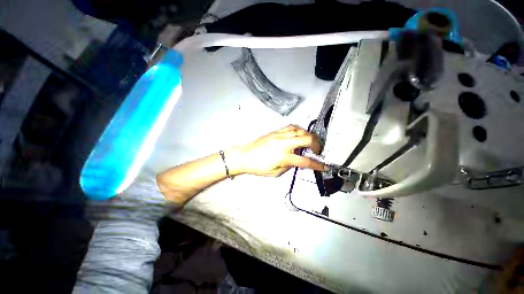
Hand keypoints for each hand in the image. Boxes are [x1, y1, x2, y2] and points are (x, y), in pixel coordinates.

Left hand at [229, 125, 325, 176]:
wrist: (245, 156)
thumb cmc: (258, 167)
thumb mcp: (276, 172)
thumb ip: (290, 166)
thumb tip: (298, 160)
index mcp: (283, 156)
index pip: (305, 161)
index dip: (317, 165)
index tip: (324, 166)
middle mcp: (283, 143)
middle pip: (307, 139)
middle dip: (317, 145)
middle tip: (317, 150)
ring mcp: (279, 135)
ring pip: (300, 130)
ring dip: (308, 136)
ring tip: (309, 142)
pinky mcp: (275, 131)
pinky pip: (291, 127)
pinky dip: (298, 130)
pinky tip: (299, 135)